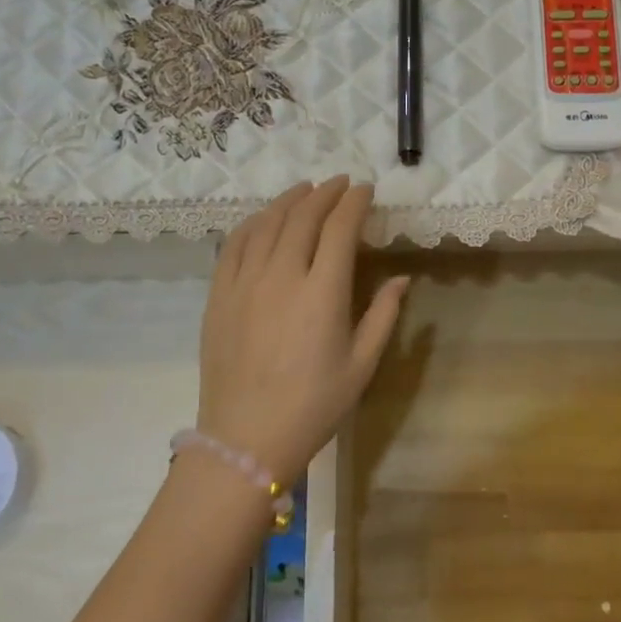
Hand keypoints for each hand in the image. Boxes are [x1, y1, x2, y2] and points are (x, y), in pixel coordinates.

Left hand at [196, 177, 408, 483]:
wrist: (247, 438)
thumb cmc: (314, 405)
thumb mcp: (361, 364)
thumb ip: (383, 315)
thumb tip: (402, 278)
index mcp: (322, 292)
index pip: (339, 228)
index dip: (354, 203)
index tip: (365, 190)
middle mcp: (281, 276)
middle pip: (302, 217)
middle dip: (325, 194)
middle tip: (340, 183)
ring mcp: (244, 282)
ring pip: (266, 223)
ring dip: (289, 200)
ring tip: (305, 190)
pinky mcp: (218, 295)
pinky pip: (234, 244)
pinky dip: (253, 222)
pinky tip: (263, 219)